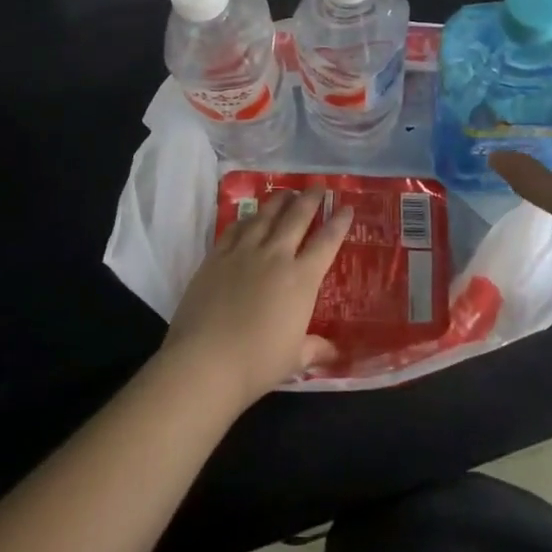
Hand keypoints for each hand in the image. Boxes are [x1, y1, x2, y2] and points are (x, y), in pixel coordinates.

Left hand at [160, 190, 353, 409]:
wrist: (205, 361)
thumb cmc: (257, 363)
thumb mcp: (294, 360)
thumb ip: (315, 349)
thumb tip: (334, 352)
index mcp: (301, 279)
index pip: (326, 242)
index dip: (338, 223)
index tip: (346, 207)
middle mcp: (275, 256)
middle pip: (296, 217)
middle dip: (310, 199)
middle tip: (317, 187)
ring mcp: (243, 252)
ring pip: (265, 215)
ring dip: (279, 200)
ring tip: (286, 192)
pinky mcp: (216, 256)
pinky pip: (235, 228)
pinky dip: (246, 218)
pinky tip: (249, 216)